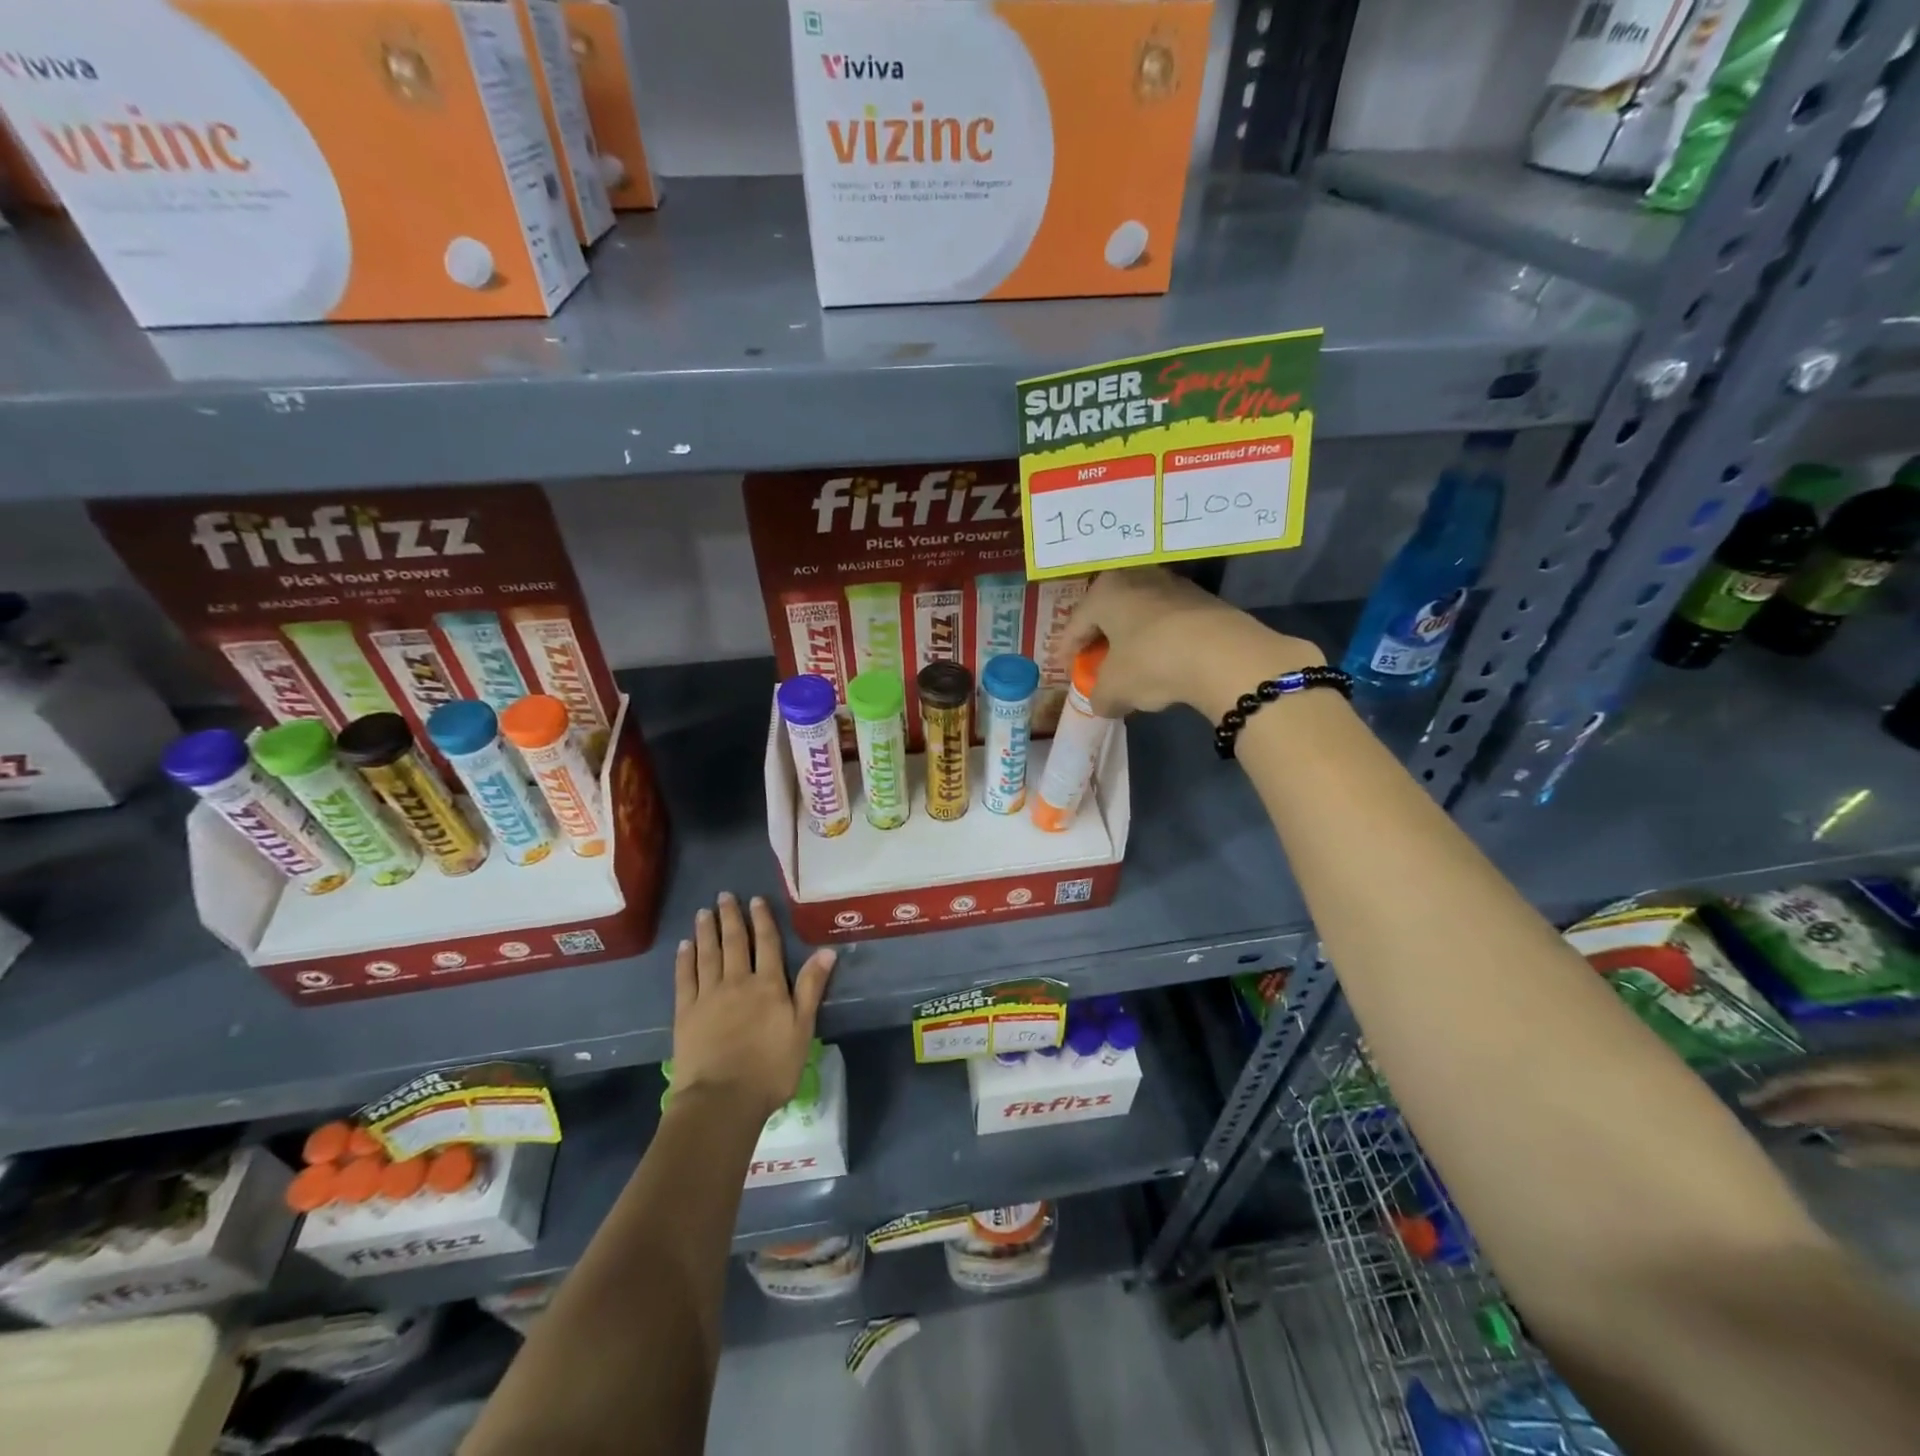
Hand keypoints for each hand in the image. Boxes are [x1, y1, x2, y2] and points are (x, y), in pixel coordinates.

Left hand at [671, 893, 836, 1121]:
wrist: (722, 1100)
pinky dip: (685, 959)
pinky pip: (685, 978)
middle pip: (734, 943)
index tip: (756, 900)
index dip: (762, 920)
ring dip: (706, 931)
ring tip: (704, 912)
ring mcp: (708, 995)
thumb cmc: (771, 1069)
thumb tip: (826, 950)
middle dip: (731, 917)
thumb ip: (811, 987)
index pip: (766, 944)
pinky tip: (685, 946)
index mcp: (768, 985)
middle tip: (725, 895)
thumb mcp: (802, 1028)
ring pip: (707, 954)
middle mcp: (737, 982)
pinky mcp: (685, 1013)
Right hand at [1057, 567, 1323, 719]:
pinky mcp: (1203, 600)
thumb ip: (1100, 696)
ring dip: (1132, 640)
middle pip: (1109, 614)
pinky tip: (1163, 663)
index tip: (1066, 668)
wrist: (1224, 655)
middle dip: (1101, 640)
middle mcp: (1135, 578)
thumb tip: (1103, 703)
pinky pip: (1168, 623)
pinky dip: (1160, 641)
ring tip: (1131, 666)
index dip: (1067, 650)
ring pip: (1140, 616)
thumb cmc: (1151, 662)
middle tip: (1096, 664)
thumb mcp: (1114, 689)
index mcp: (1104, 592)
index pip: (1076, 623)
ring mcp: (1173, 585)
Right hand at [1742, 1053, 1919, 1166]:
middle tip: (1748, 1098)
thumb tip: (1836, 1153)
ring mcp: (1899, 1060)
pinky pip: (1855, 1064)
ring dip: (1801, 1077)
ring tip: (1774, 1092)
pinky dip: (1829, 1075)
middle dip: (1782, 1084)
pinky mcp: (1908, 1060)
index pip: (1827, 1099)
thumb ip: (1895, 1152)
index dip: (1790, 1107)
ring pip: (1834, 1063)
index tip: (1757, 1116)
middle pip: (1820, 1071)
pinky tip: (1821, 1087)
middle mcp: (1887, 1069)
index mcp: (1898, 1097)